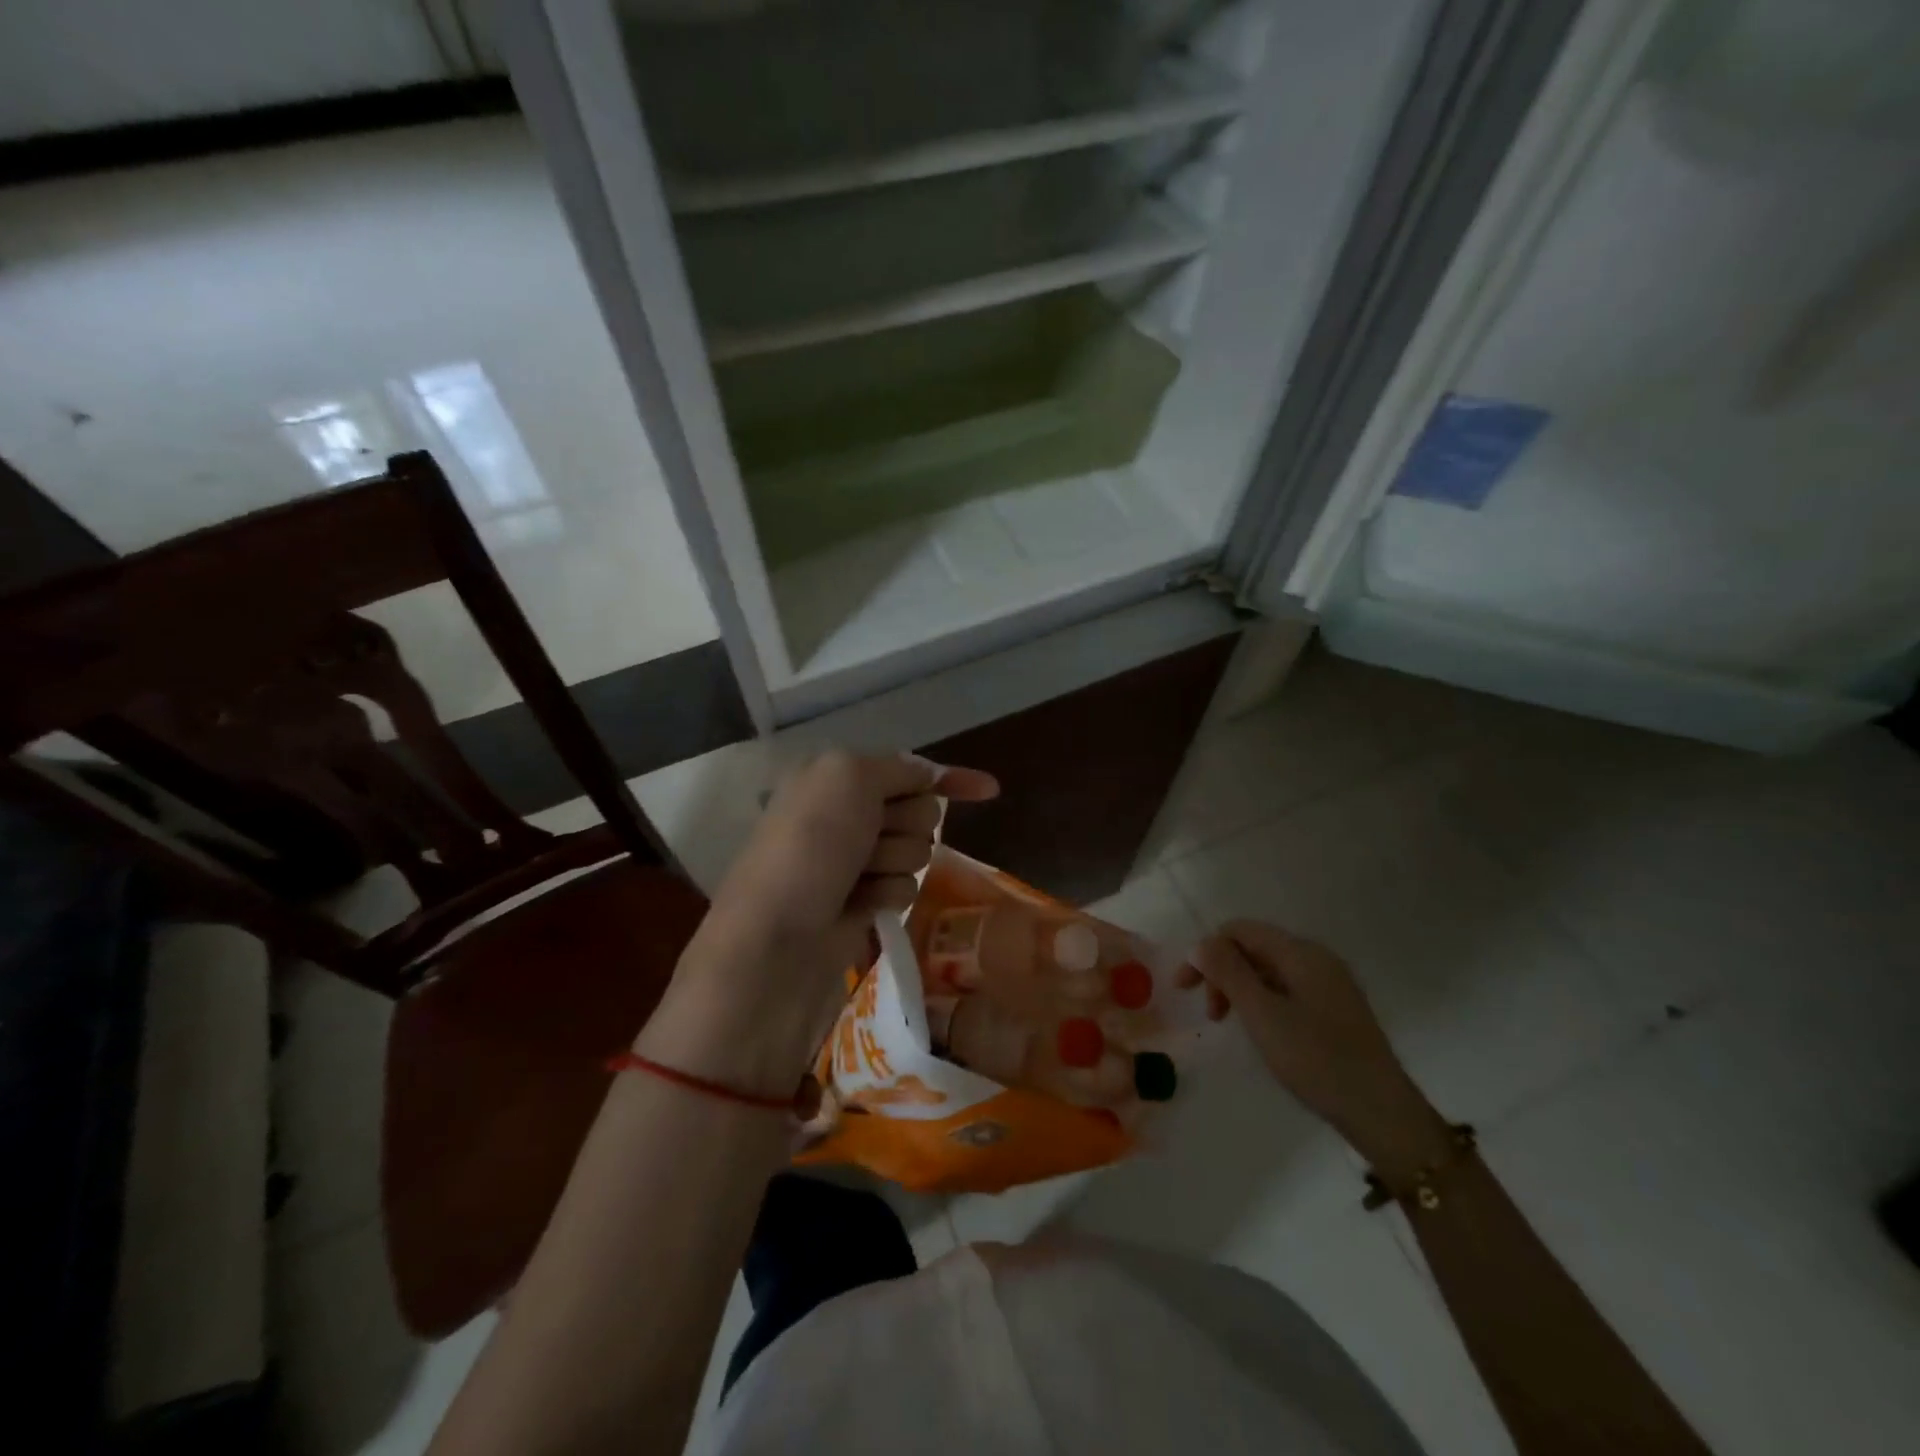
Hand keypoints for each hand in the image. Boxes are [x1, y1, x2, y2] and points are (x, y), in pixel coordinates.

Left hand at [638, 751, 997, 1097]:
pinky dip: (887, 894)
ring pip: (916, 851)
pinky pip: (905, 888)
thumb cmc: (809, 848)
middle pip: (919, 810)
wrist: (775, 941)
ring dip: (894, 862)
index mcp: (834, 777)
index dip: (947, 777)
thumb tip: (929, 774)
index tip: (989, 789)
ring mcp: (855, 861)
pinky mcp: (864, 902)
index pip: (907, 768)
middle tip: (869, 841)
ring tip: (856, 880)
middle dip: (906, 824)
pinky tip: (859, 907)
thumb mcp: (848, 778)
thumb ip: (896, 767)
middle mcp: (845, 814)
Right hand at [1181, 921, 1450, 1182]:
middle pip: (1253, 947)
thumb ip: (1228, 973)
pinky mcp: (1335, 1009)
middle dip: (1222, 972)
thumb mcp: (1262, 1015)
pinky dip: (1262, 1001)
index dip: (1206, 951)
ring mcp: (1329, 984)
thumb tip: (1200, 943)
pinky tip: (1262, 1031)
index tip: (1185, 989)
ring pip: (1269, 970)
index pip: (1239, 930)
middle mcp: (1316, 958)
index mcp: (1301, 952)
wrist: (1382, 1113)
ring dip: (1240, 989)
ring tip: (1231, 1024)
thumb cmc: (1317, 1059)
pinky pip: (1286, 989)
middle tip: (1211, 1015)